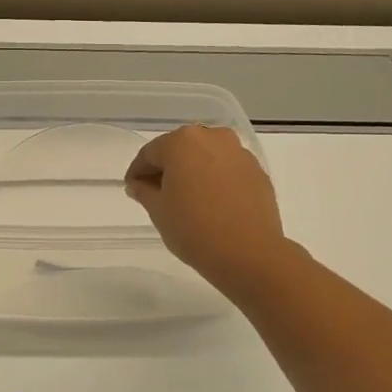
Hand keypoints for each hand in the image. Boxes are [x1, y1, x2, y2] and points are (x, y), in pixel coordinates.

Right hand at [124, 125, 287, 289]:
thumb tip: (139, 184)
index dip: (137, 172)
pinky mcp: (258, 172)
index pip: (150, 153)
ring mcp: (239, 153)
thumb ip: (144, 191)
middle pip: (180, 150)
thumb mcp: (158, 210)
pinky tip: (212, 205)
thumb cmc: (194, 228)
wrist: (249, 253)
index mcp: (183, 142)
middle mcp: (213, 138)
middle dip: (167, 169)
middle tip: (157, 196)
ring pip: (206, 158)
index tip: (133, 190)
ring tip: (186, 201)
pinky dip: (216, 181)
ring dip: (193, 173)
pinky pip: (227, 171)